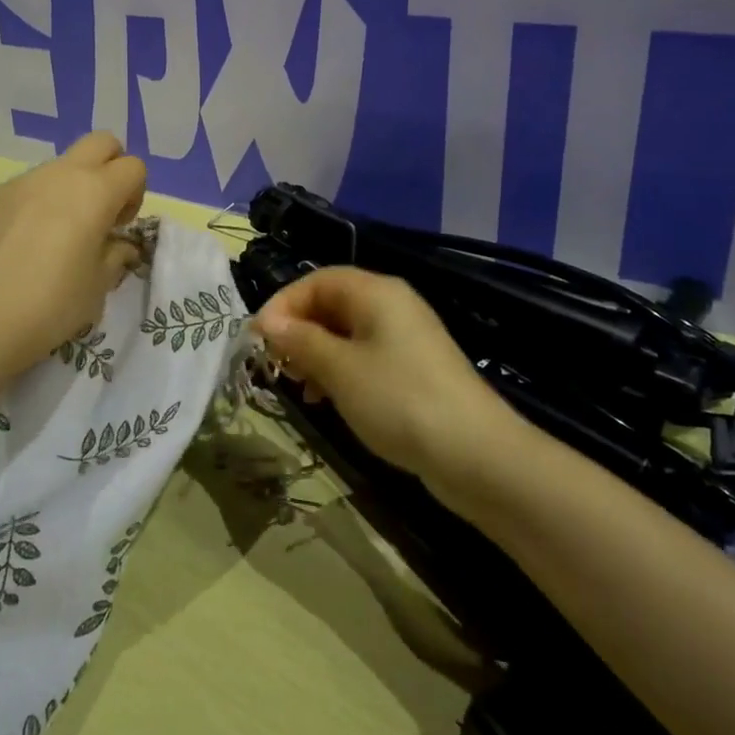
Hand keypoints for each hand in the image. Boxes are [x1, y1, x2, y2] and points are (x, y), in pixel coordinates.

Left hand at [0, 132, 146, 375]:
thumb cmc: (52, 304)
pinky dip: (31, 209)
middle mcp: (58, 175)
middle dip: (109, 168)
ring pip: (56, 168)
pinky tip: (16, 249)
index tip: (118, 227)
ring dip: (66, 191)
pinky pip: (21, 191)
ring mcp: (18, 183)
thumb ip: (115, 256)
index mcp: (94, 191)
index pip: (133, 166)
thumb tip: (118, 245)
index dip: (135, 194)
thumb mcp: (98, 286)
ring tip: (52, 239)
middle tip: (98, 213)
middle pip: (100, 142)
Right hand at [254, 267, 499, 479]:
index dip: (283, 303)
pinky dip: (339, 370)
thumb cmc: (400, 401)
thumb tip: (266, 322)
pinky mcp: (413, 368)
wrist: (476, 455)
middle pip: (331, 303)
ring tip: (300, 387)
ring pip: (345, 332)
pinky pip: (364, 356)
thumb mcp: (340, 369)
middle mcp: (392, 305)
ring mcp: (406, 338)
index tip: (257, 339)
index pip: (317, 280)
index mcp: (376, 292)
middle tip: (276, 365)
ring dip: (315, 353)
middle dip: (298, 330)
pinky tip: (329, 400)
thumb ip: (300, 340)